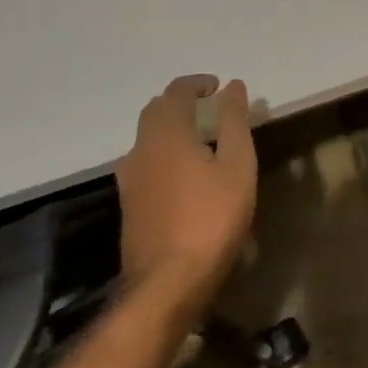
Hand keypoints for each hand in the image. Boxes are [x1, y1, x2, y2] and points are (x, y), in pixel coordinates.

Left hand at [116, 75, 257, 312]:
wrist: (167, 284)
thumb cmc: (211, 218)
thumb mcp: (238, 165)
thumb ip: (234, 121)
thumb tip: (232, 86)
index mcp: (167, 134)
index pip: (176, 92)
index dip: (197, 83)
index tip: (219, 88)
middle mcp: (141, 149)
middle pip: (156, 111)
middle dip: (181, 102)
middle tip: (211, 109)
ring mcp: (130, 179)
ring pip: (147, 138)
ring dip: (171, 128)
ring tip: (202, 140)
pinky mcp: (129, 204)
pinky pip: (146, 161)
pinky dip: (164, 152)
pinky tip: (185, 173)